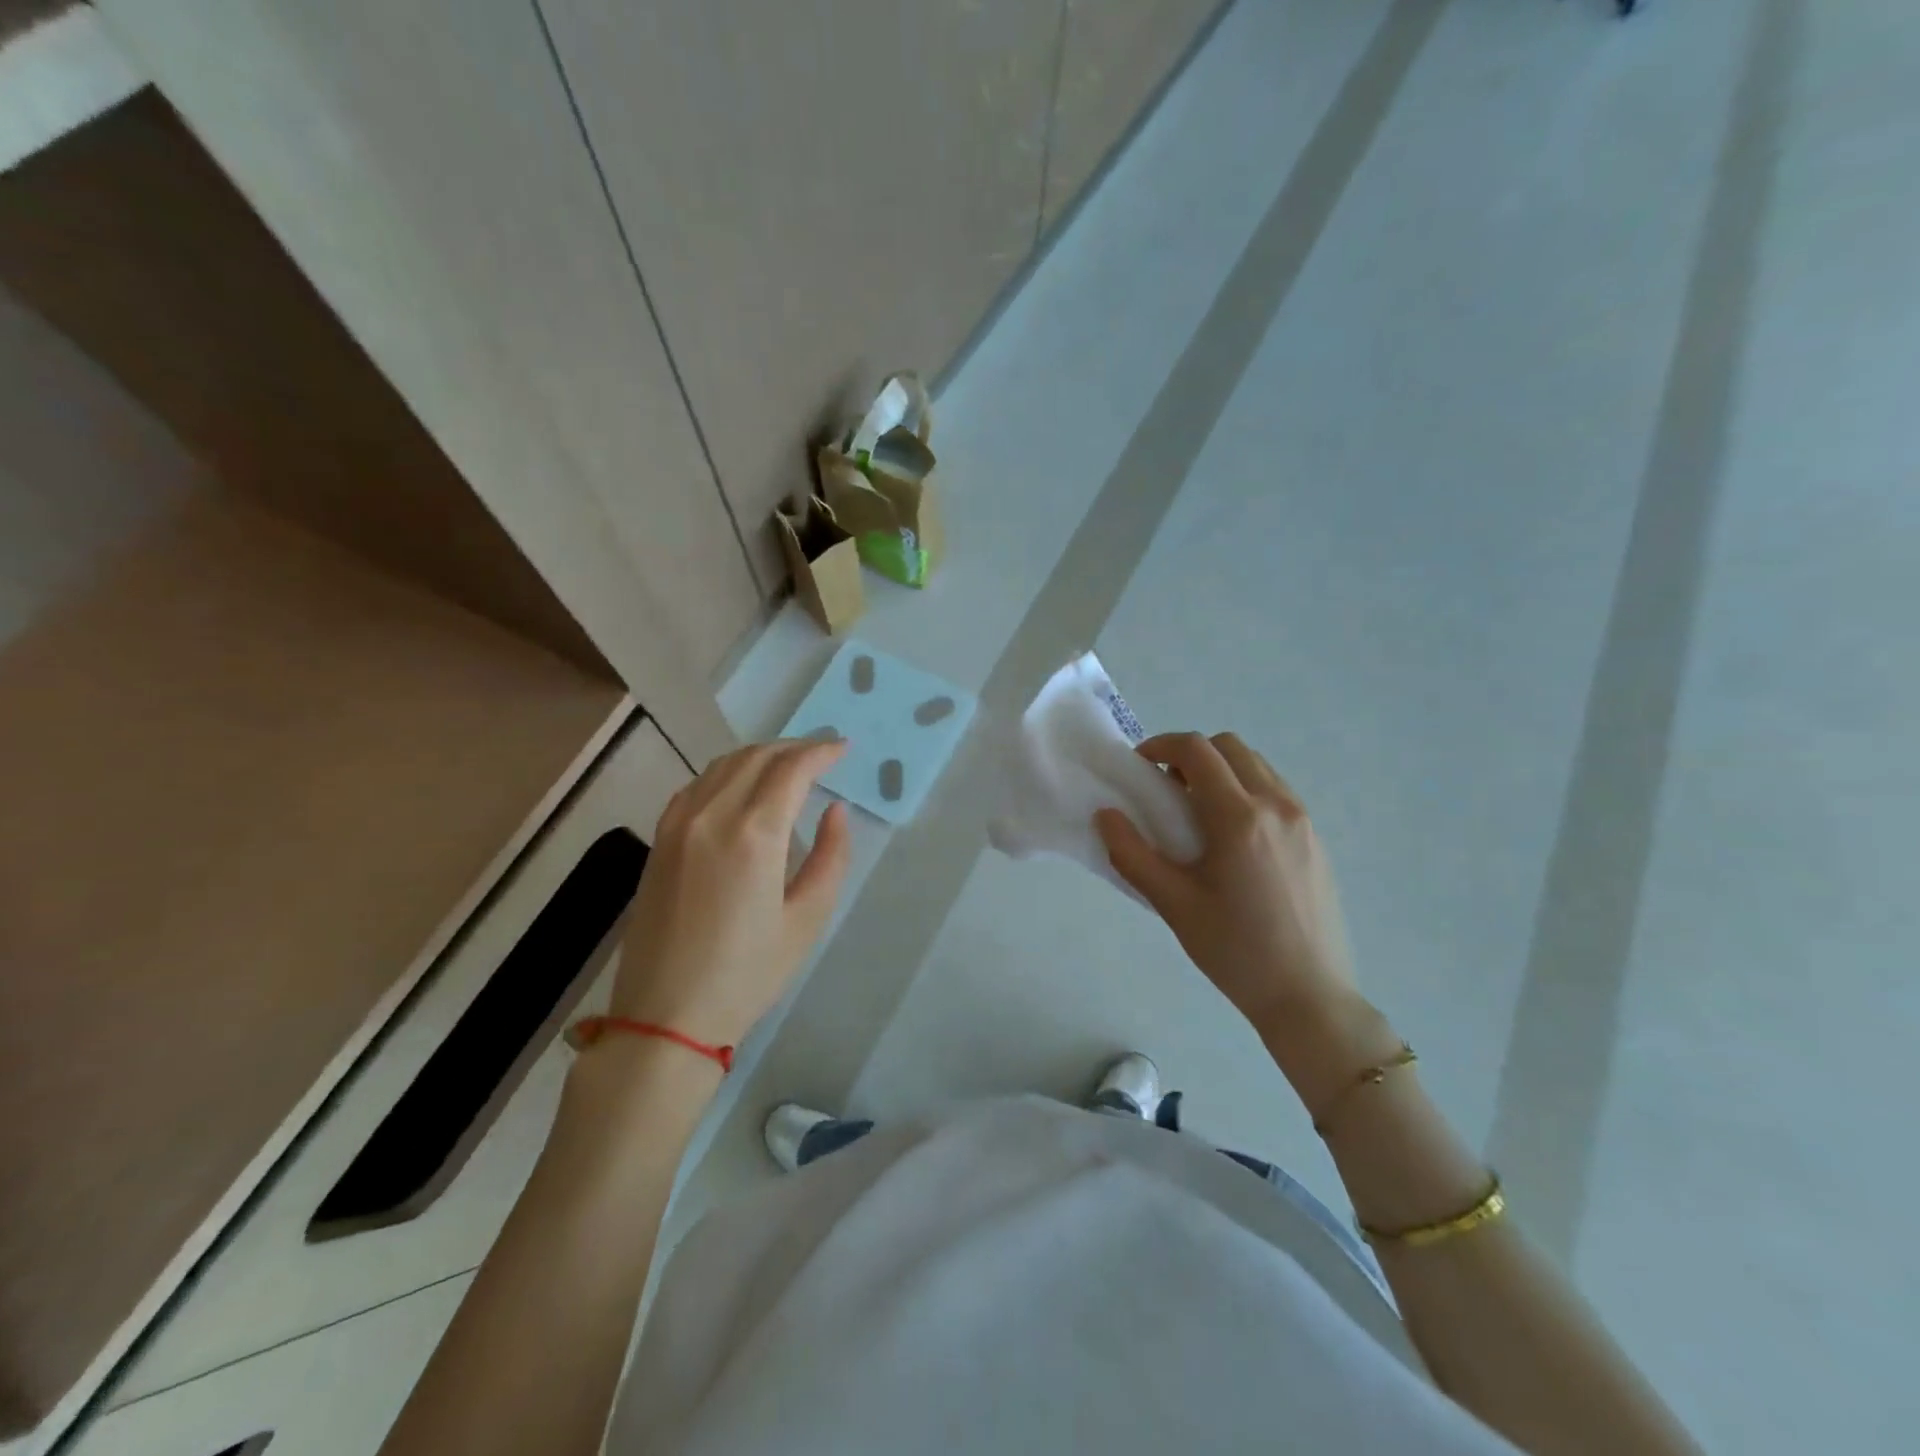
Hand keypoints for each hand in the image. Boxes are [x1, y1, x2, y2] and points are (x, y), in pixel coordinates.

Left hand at [610, 739, 851, 1049]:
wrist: (666, 1015)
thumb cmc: (748, 973)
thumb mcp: (807, 919)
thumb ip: (830, 856)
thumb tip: (835, 811)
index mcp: (753, 834)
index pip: (791, 769)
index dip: (821, 752)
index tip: (843, 749)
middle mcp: (711, 815)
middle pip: (756, 757)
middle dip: (794, 748)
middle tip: (822, 753)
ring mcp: (677, 824)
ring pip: (723, 765)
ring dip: (760, 755)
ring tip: (788, 765)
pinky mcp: (659, 839)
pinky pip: (696, 785)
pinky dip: (727, 773)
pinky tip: (741, 787)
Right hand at [1094, 732, 1358, 1038]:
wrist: (1309, 996)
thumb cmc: (1235, 951)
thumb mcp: (1173, 905)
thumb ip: (1132, 855)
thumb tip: (1106, 815)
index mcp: (1239, 817)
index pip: (1197, 750)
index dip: (1161, 745)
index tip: (1140, 766)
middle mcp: (1276, 805)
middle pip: (1229, 747)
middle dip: (1191, 755)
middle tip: (1167, 791)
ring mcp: (1302, 820)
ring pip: (1256, 766)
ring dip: (1221, 771)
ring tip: (1199, 814)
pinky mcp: (1316, 838)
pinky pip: (1276, 790)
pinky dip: (1246, 789)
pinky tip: (1232, 837)